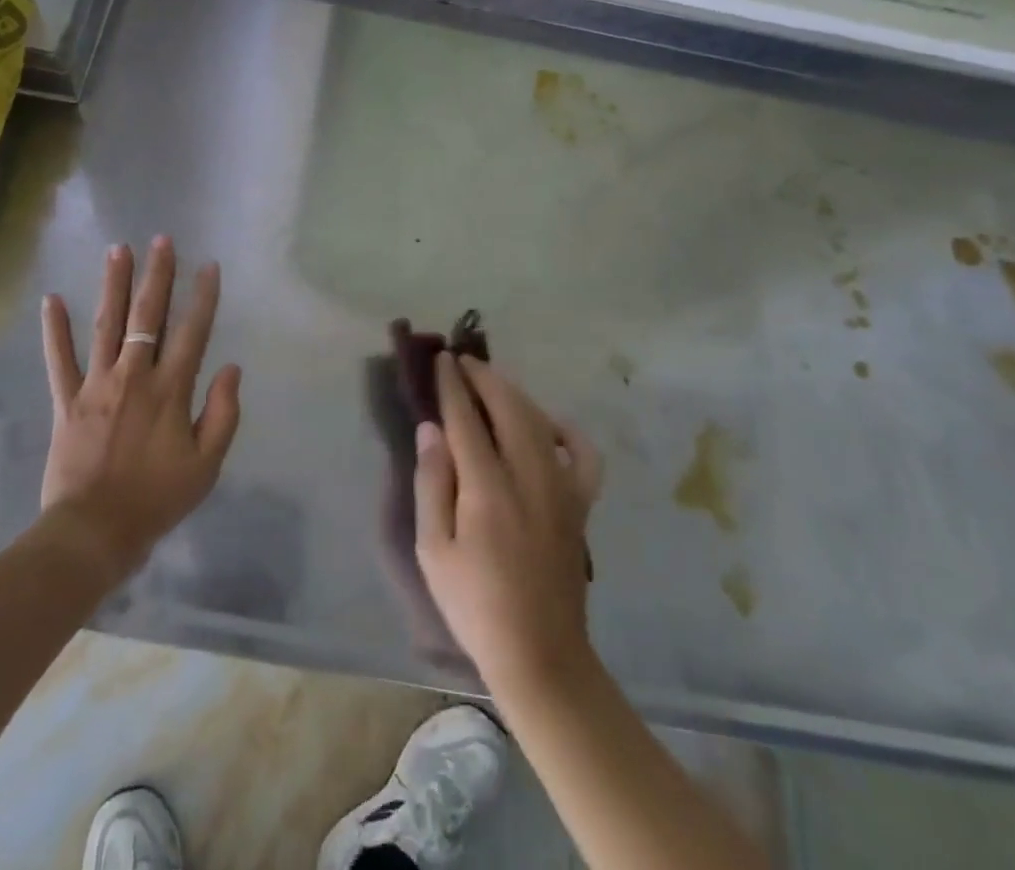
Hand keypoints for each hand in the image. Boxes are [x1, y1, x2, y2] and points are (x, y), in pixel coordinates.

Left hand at [39, 236, 241, 579]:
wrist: (94, 533)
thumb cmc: (156, 499)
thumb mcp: (206, 466)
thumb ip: (223, 414)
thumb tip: (231, 369)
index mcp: (170, 390)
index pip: (192, 332)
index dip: (203, 297)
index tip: (209, 266)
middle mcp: (133, 376)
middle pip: (147, 316)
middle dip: (157, 275)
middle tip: (161, 240)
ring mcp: (96, 385)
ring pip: (106, 325)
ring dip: (113, 285)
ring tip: (118, 249)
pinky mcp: (66, 401)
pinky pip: (58, 359)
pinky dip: (54, 330)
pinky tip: (52, 299)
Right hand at [414, 353, 602, 694]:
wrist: (540, 654)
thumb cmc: (475, 605)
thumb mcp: (434, 550)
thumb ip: (432, 483)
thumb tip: (431, 429)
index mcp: (488, 489)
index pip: (467, 419)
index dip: (453, 385)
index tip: (442, 359)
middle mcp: (530, 476)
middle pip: (508, 406)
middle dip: (484, 377)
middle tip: (462, 362)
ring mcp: (562, 488)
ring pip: (540, 419)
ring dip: (513, 393)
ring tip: (490, 382)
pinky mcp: (580, 504)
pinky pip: (583, 453)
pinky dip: (566, 429)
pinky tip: (546, 425)